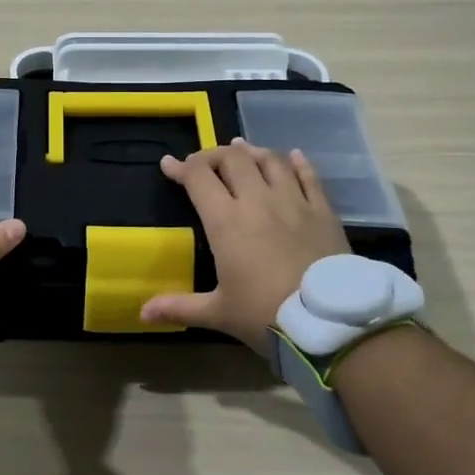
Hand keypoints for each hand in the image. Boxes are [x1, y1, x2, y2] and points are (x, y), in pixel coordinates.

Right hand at [139, 139, 348, 350]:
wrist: (330, 324)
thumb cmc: (266, 315)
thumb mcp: (219, 313)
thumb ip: (179, 307)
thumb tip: (143, 313)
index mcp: (226, 221)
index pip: (198, 177)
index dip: (180, 167)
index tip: (168, 164)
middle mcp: (257, 201)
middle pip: (233, 159)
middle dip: (214, 155)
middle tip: (205, 163)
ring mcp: (294, 202)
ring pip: (270, 160)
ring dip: (252, 152)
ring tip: (242, 150)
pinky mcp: (323, 211)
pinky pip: (309, 176)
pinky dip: (298, 162)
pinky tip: (293, 156)